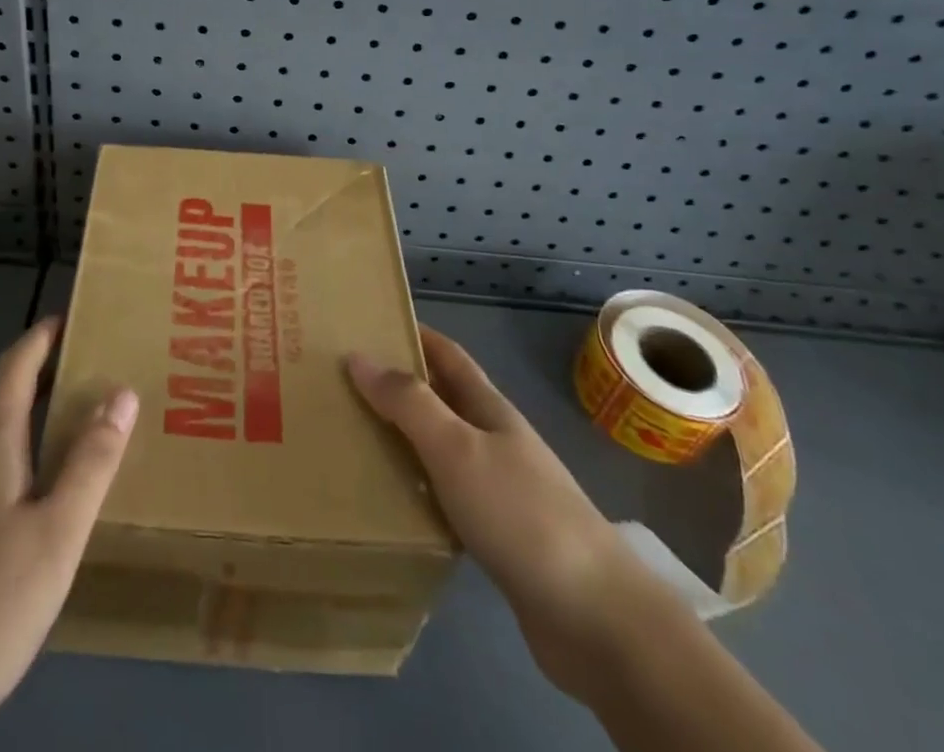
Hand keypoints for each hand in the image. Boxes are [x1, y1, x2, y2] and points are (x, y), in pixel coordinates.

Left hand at [0, 318, 137, 751]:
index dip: (40, 338)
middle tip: (83, 393)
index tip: (65, 320)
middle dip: (38, 390)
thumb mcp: (57, 537)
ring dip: (18, 438)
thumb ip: (91, 463)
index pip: (14, 367)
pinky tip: (11, 525)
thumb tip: (122, 392)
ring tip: (57, 457)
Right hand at [347, 326, 657, 697]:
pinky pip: (449, 498)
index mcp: (490, 410)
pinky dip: (420, 490)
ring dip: (406, 440)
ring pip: (444, 450)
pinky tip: (394, 504)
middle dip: (401, 387)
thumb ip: (408, 403)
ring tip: (356, 439)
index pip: (448, 356)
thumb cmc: (521, 514)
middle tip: (346, 385)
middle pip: (444, 400)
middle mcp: (497, 441)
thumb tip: (359, 356)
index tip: (371, 324)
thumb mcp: (457, 448)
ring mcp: (503, 491)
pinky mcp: (501, 539)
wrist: (597, 619)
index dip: (414, 335)